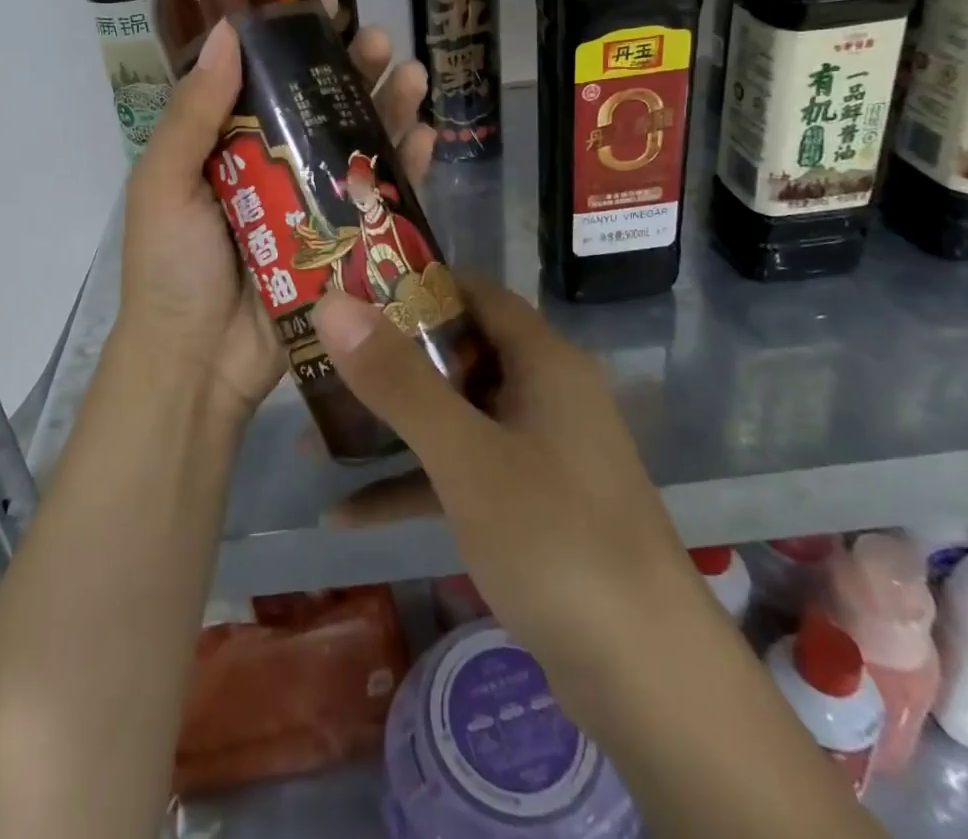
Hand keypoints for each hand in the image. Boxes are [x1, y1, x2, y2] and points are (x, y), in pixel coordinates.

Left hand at [113, 17, 434, 419]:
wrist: (197, 362)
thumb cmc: (171, 266)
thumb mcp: (165, 182)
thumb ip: (194, 113)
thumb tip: (224, 33)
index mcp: (227, 145)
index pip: (264, 78)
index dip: (293, 40)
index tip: (323, 3)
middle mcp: (273, 166)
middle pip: (320, 105)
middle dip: (353, 69)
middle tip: (378, 39)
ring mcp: (313, 204)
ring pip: (358, 144)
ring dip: (389, 106)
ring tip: (413, 74)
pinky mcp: (344, 243)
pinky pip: (381, 197)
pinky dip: (406, 166)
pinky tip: (426, 135)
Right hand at [311, 280, 697, 690]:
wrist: (649, 684)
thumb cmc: (557, 541)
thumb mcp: (466, 455)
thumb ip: (397, 380)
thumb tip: (332, 302)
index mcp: (544, 362)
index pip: (473, 293)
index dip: (413, 284)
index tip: (349, 286)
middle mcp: (545, 395)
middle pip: (458, 354)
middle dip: (388, 358)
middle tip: (321, 354)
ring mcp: (539, 453)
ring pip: (453, 418)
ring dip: (392, 426)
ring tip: (317, 430)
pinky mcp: (531, 507)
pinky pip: (461, 475)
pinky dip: (412, 486)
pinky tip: (346, 515)